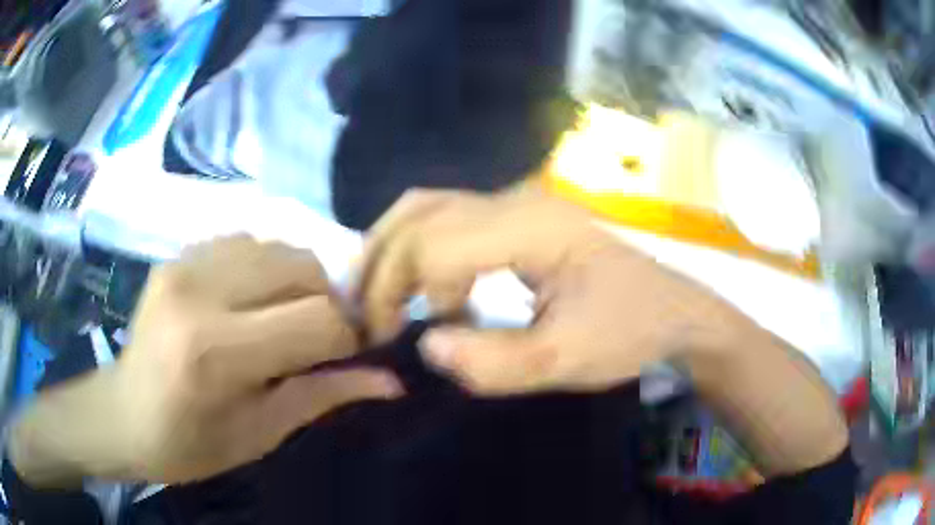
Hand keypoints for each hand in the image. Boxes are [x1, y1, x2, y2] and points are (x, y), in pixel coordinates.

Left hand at [10, 236, 400, 485]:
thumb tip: (393, 382)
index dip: (350, 338)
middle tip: (321, 340)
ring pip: (278, 247)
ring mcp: (184, 263)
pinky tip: (251, 302)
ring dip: (298, 283)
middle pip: (303, 268)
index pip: (318, 320)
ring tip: (284, 321)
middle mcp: (199, 291)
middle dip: (328, 303)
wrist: (122, 416)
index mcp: (215, 351)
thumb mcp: (260, 433)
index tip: (353, 356)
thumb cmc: (189, 444)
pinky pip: (246, 242)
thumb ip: (324, 396)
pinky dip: (266, 269)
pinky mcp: (177, 254)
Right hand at [357, 189, 739, 394]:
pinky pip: (451, 221)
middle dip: (383, 266)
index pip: (433, 243)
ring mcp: (519, 204)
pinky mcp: (521, 219)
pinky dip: (422, 251)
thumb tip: (427, 345)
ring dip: (395, 250)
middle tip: (370, 316)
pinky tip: (429, 289)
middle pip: (420, 213)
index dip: (398, 291)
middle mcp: (516, 200)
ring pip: (430, 207)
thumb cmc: (632, 331)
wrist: (676, 311)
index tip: (395, 338)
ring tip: (382, 298)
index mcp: (531, 226)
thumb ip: (494, 362)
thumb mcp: (568, 360)